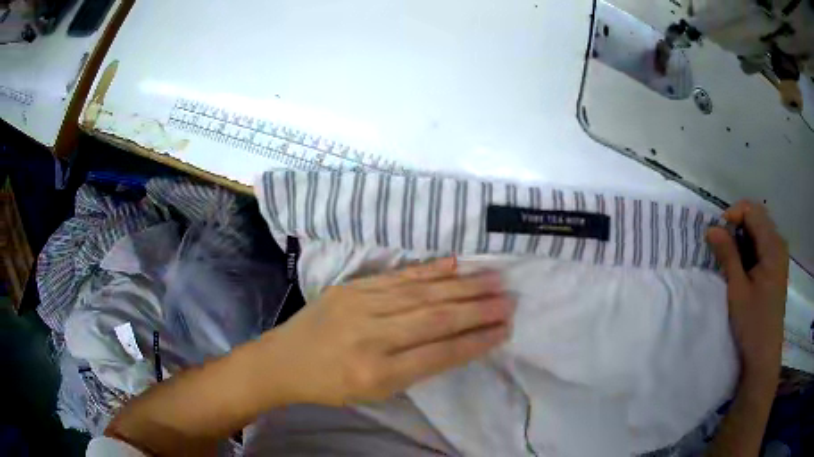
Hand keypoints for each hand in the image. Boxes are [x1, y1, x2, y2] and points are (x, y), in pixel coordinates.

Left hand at [263, 258, 513, 405]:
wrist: (283, 360)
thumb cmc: (330, 386)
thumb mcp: (374, 393)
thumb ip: (415, 368)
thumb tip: (457, 343)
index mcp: (377, 373)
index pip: (439, 354)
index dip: (475, 342)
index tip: (504, 331)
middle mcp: (371, 336)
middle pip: (436, 319)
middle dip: (478, 309)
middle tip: (510, 301)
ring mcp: (360, 305)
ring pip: (422, 293)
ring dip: (462, 286)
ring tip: (493, 279)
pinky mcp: (351, 287)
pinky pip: (397, 277)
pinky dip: (429, 271)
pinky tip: (454, 264)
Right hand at [707, 201, 788, 386]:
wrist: (764, 355)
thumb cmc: (753, 323)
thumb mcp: (737, 289)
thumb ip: (727, 255)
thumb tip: (711, 228)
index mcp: (773, 245)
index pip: (752, 210)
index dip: (733, 215)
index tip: (717, 234)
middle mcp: (779, 244)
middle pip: (757, 217)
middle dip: (737, 225)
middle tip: (721, 246)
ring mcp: (779, 256)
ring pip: (759, 231)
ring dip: (742, 238)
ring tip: (729, 259)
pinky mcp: (776, 267)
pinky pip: (762, 245)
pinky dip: (749, 249)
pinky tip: (741, 267)